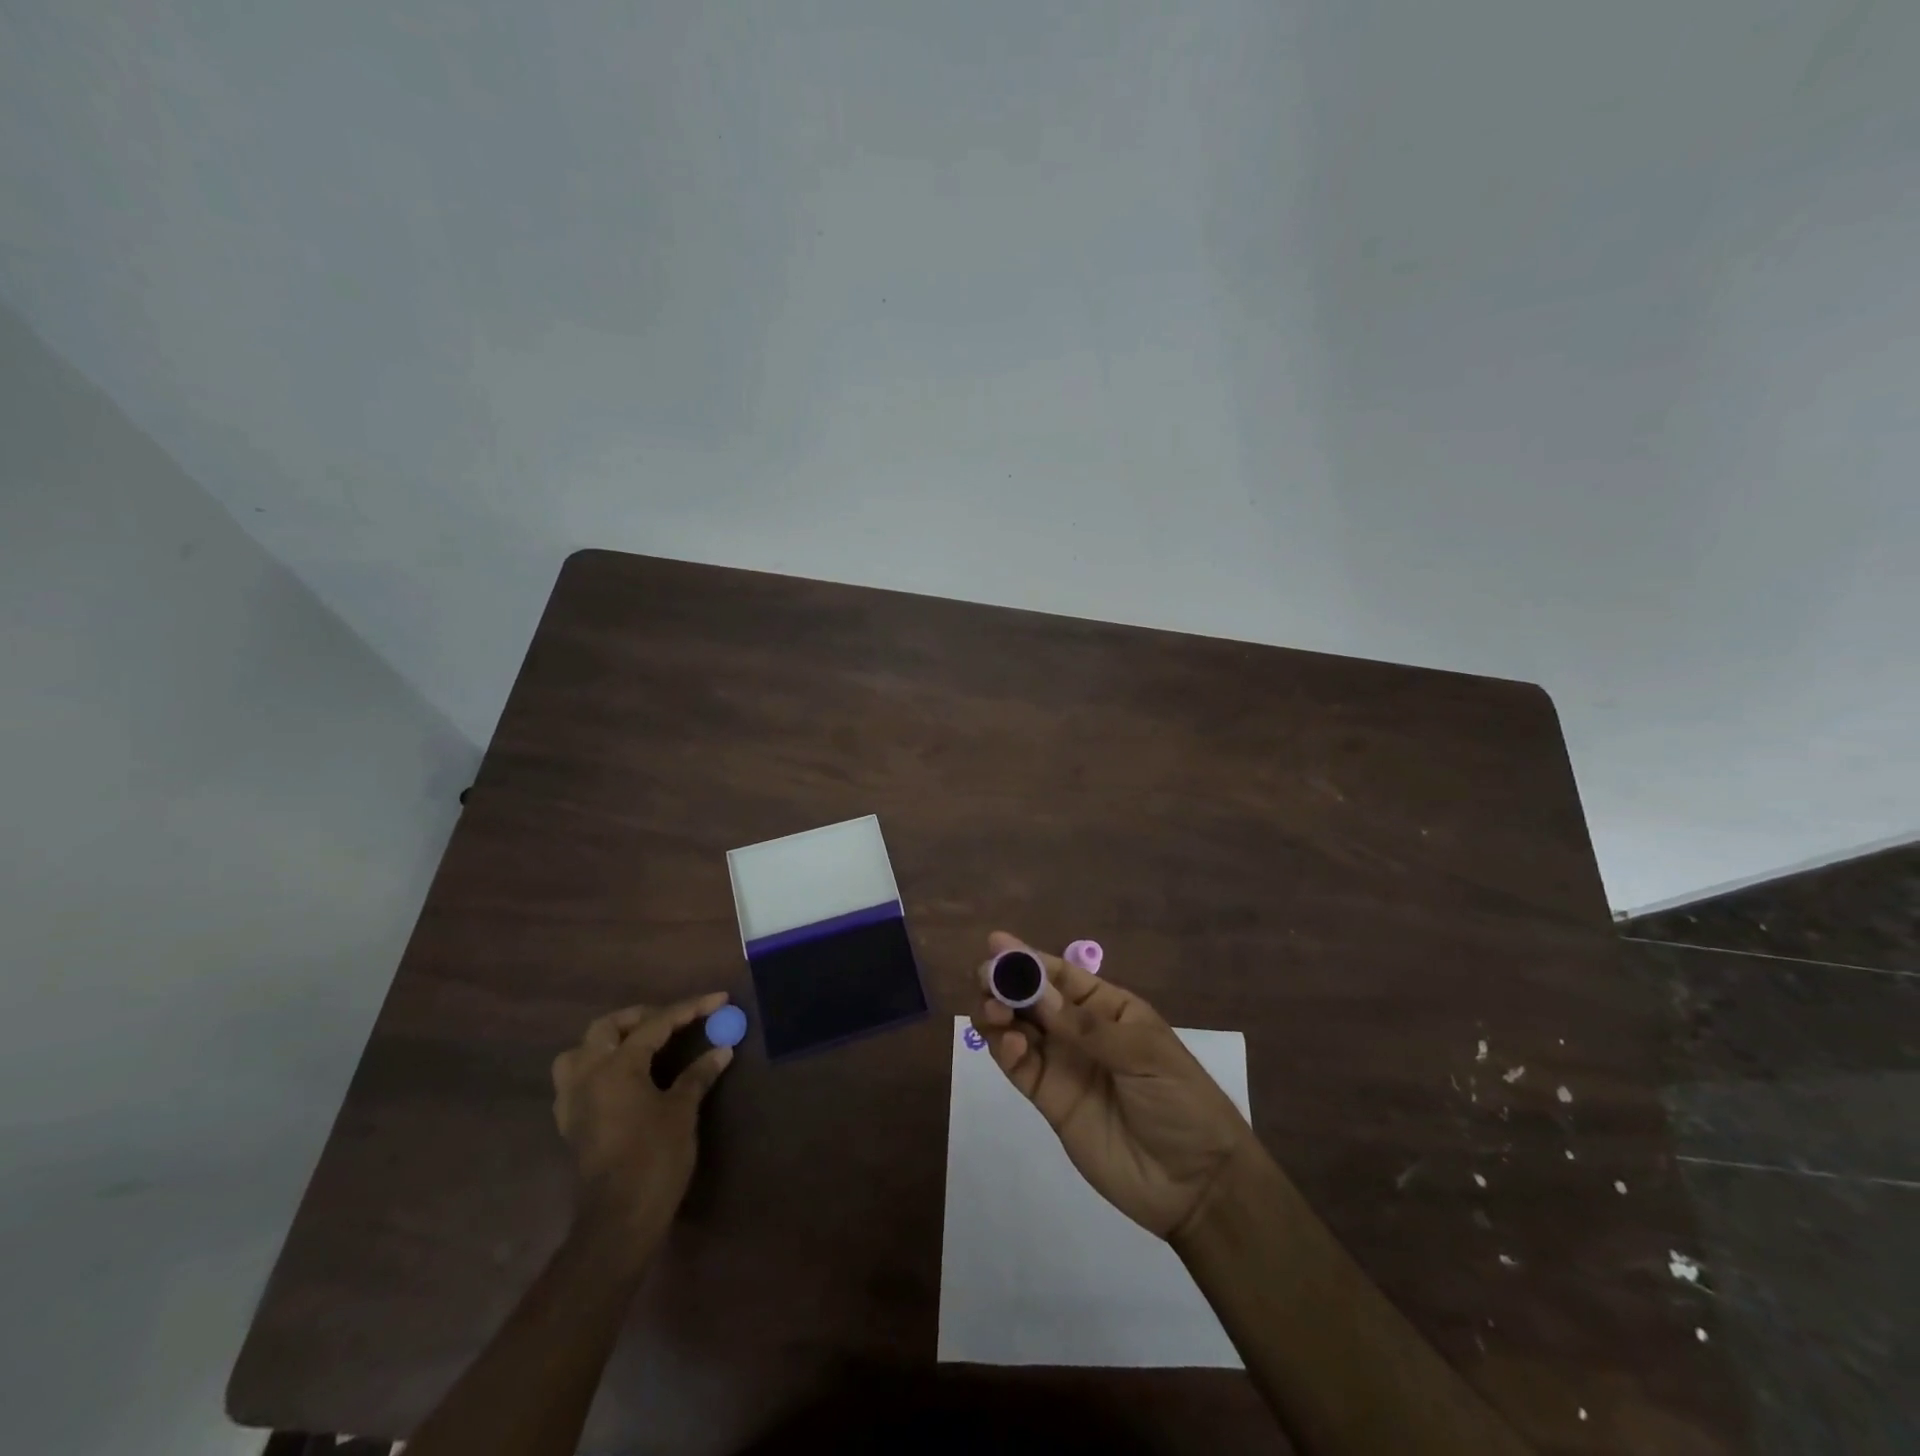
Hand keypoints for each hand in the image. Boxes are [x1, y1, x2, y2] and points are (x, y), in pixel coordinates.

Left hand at [550, 994, 733, 1255]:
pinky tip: (621, 1078)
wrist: (619, 1219)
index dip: (689, 1009)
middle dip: (642, 1016)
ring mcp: (573, 1100)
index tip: (718, 999)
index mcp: (615, 1067)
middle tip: (675, 1019)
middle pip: (607, 1027)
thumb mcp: (682, 1111)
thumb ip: (698, 1075)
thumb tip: (721, 1050)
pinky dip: (597, 1067)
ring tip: (639, 1043)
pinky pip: (576, 1079)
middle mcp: (587, 1075)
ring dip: (608, 1040)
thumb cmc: (654, 1158)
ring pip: (580, 1051)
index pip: (655, 1024)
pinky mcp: (571, 1123)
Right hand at [971, 932, 1255, 1238]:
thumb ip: (1087, 1027)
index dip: (1029, 959)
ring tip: (995, 1012)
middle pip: (1033, 999)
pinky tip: (1009, 1044)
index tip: (997, 943)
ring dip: (999, 1013)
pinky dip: (1006, 1051)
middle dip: (1007, 983)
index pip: (1062, 976)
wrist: (1195, 1182)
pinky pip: (1020, 1068)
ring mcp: (1062, 1065)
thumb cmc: (1180, 1100)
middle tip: (986, 978)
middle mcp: (1079, 1031)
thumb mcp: (1144, 1053)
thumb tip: (1037, 993)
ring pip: (1019, 1029)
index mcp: (1108, 1008)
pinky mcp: (1050, 1101)